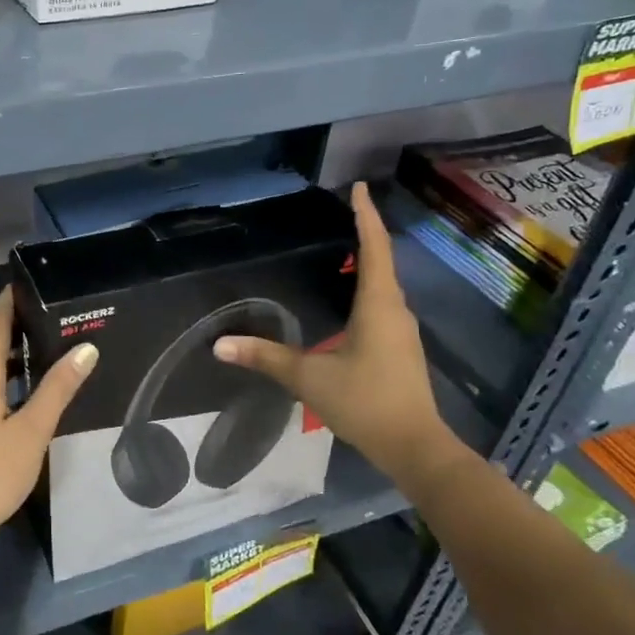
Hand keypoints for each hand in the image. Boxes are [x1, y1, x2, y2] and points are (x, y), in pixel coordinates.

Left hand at [0, 286, 96, 557]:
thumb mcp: (33, 428)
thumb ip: (58, 388)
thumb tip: (86, 348)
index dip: (8, 303)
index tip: (26, 282)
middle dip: (9, 325)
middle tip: (44, 313)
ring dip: (5, 353)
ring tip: (39, 347)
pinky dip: (0, 377)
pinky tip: (20, 391)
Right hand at [214, 182, 466, 486]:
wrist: (415, 448)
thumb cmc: (365, 402)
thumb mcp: (309, 377)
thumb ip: (266, 358)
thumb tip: (220, 345)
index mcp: (378, 305)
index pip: (374, 248)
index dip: (365, 215)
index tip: (358, 187)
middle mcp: (395, 311)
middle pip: (382, 262)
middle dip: (364, 235)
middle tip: (342, 214)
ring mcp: (402, 332)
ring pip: (384, 287)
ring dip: (367, 264)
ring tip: (343, 251)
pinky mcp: (401, 351)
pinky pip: (383, 307)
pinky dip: (367, 291)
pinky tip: (350, 302)